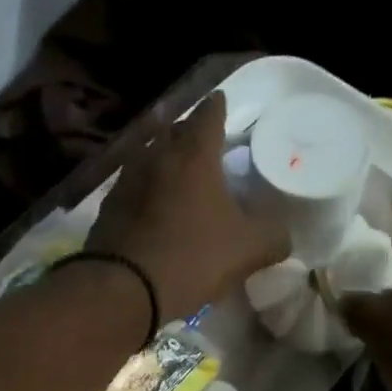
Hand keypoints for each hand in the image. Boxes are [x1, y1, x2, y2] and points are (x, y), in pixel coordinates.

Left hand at [88, 92, 289, 321]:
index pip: (208, 115)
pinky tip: (152, 204)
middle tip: (203, 139)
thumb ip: (273, 236)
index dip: (217, 106)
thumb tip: (283, 234)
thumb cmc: (192, 258)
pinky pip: (133, 186)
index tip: (221, 101)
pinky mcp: (108, 207)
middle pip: (173, 130)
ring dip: (164, 158)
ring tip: (178, 170)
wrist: (124, 288)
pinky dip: (146, 188)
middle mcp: (157, 157)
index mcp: (194, 156)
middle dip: (189, 130)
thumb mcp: (248, 250)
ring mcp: (127, 180)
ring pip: (149, 156)